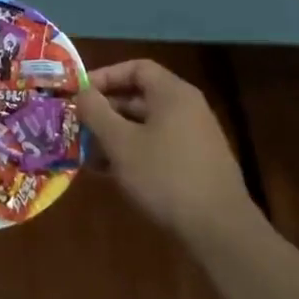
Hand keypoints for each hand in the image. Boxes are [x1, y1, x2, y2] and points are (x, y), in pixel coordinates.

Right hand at [78, 59, 264, 247]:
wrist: (220, 230)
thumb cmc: (165, 176)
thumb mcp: (121, 143)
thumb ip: (97, 112)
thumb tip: (82, 92)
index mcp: (172, 94)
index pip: (136, 68)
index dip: (105, 76)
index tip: (81, 94)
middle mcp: (187, 108)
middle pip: (139, 97)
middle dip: (106, 111)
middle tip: (79, 126)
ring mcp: (195, 137)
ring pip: (146, 125)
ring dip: (116, 135)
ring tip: (88, 154)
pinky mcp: (196, 163)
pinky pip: (158, 146)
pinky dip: (134, 152)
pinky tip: (112, 174)